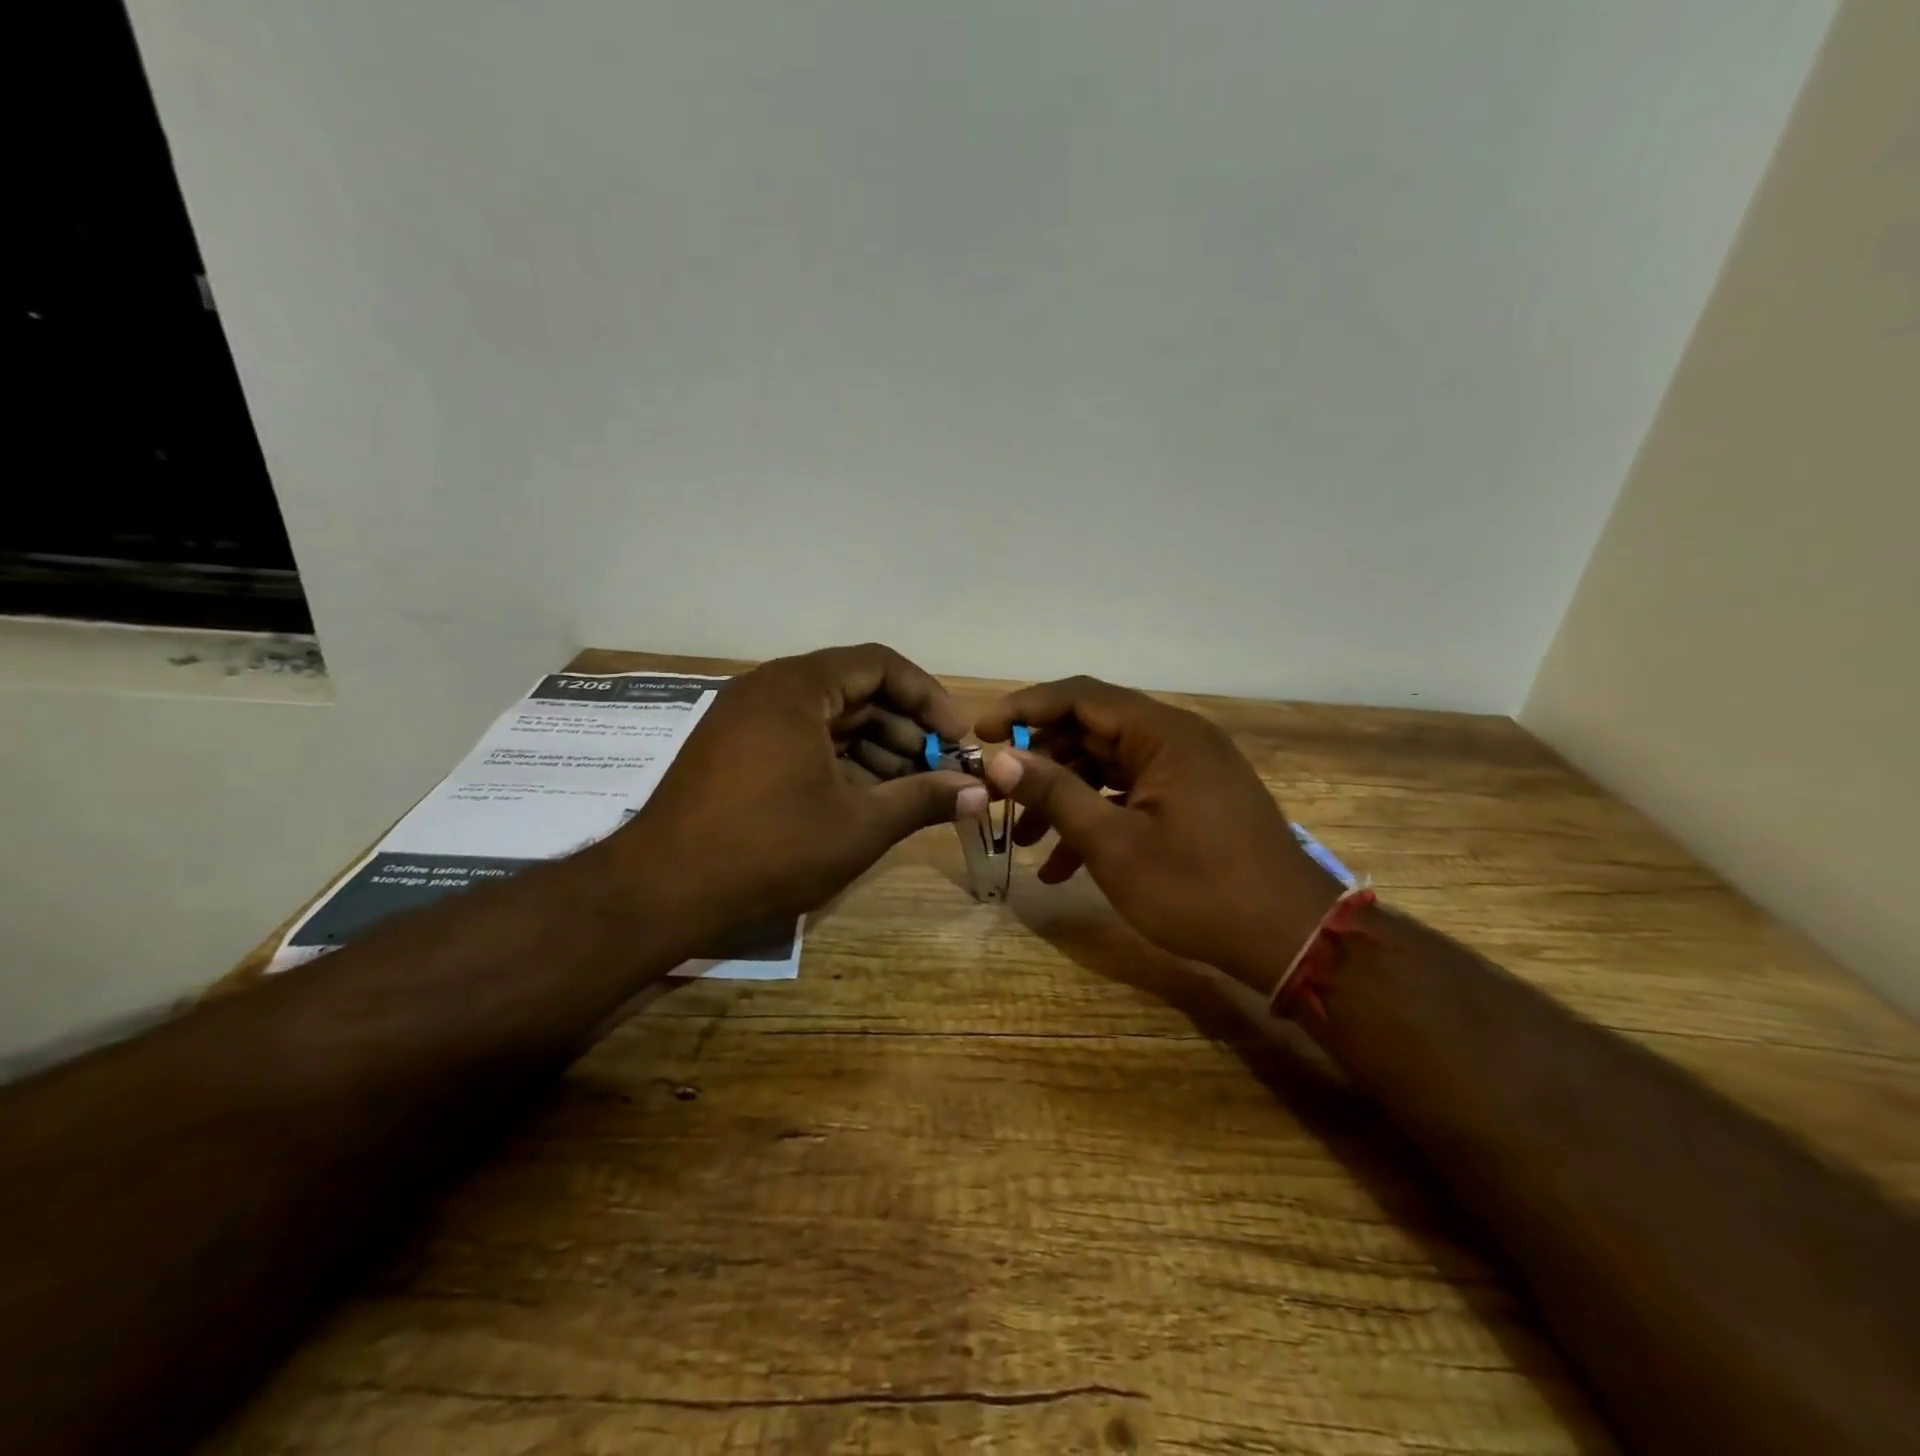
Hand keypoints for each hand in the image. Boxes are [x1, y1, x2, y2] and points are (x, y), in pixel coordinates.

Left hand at [615, 645, 982, 933]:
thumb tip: (981, 792)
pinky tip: (866, 800)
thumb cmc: (768, 849)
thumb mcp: (859, 825)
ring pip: (829, 720)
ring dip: (876, 750)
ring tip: (911, 793)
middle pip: (855, 692)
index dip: (928, 698)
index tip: (956, 739)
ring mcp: (746, 721)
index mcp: (798, 688)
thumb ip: (924, 799)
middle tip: (940, 772)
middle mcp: (769, 690)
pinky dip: (839, 763)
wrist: (660, 893)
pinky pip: (801, 741)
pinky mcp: (734, 753)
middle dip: (905, 731)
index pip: (880, 666)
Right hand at [976, 677, 1338, 990]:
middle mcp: (1177, 740)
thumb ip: (1055, 793)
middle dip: (1042, 763)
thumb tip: (1001, 758)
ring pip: (1108, 767)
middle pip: (1092, 731)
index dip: (1025, 708)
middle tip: (1001, 794)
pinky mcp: (1193, 801)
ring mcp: (1187, 771)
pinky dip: (1097, 819)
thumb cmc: (1198, 888)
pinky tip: (1063, 868)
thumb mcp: (1113, 844)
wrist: (1290, 939)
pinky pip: (1131, 795)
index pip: (1080, 696)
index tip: (981, 733)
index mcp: (1163, 733)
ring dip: (1065, 798)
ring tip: (1026, 841)